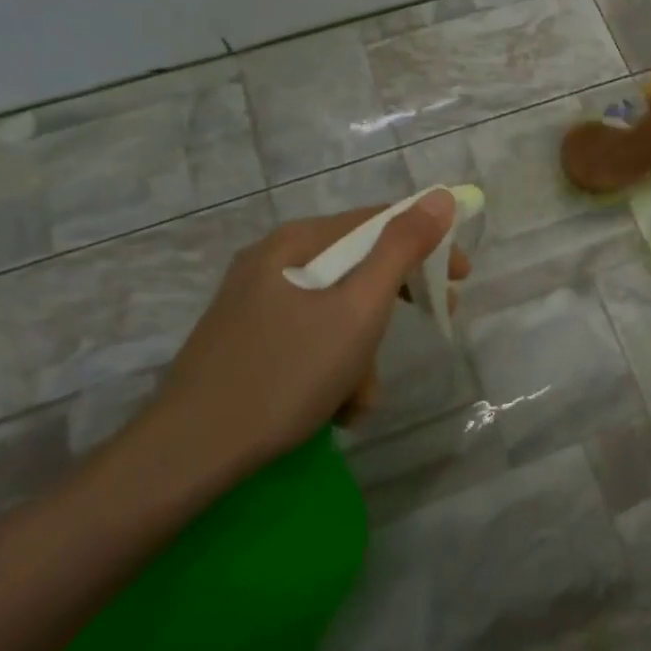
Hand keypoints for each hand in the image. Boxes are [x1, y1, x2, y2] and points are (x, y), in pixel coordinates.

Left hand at [131, 193, 467, 485]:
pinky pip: (309, 337)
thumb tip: (440, 196)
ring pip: (335, 309)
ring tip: (360, 398)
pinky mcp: (247, 340)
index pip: (378, 221)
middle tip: (433, 321)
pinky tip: (335, 407)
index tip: (461, 277)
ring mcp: (255, 302)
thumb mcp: (358, 310)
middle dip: (394, 304)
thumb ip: (402, 249)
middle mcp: (273, 261)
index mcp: (297, 242)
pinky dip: (332, 366)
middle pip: (357, 266)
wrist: (189, 455)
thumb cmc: (286, 374)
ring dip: (362, 351)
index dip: (428, 243)